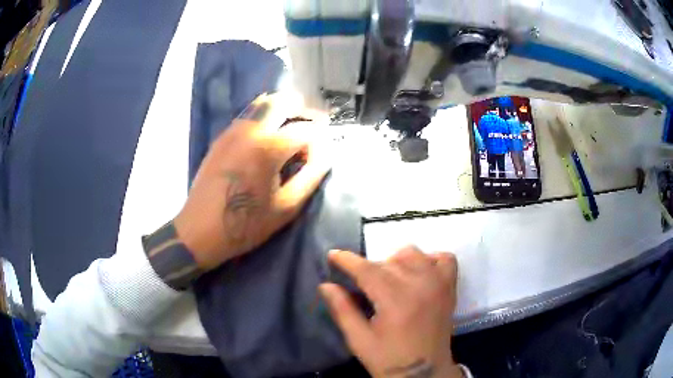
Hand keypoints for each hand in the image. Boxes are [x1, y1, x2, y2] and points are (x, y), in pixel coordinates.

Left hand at [174, 93, 328, 270]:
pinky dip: (265, 116)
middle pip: (283, 101)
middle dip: (304, 109)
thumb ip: (312, 175)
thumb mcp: (287, 206)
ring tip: (293, 126)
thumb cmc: (247, 224)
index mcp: (269, 148)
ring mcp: (233, 130)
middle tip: (315, 124)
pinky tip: (269, 135)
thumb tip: (326, 152)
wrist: (201, 230)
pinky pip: (248, 115)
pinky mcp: (222, 137)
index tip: (326, 148)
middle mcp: (251, 129)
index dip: (321, 137)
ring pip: (263, 103)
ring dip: (283, 109)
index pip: (306, 130)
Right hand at [319, 247, 461, 377]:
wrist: (425, 373)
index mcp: (395, 301)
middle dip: (368, 269)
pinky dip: (430, 260)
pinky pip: (445, 259)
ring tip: (390, 281)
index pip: (367, 270)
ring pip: (414, 254)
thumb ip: (342, 310)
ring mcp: (439, 284)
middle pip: (388, 261)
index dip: (347, 260)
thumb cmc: (389, 359)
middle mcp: (420, 285)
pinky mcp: (450, 288)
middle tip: (361, 286)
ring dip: (396, 262)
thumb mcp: (359, 340)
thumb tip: (325, 285)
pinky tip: (419, 274)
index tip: (333, 255)